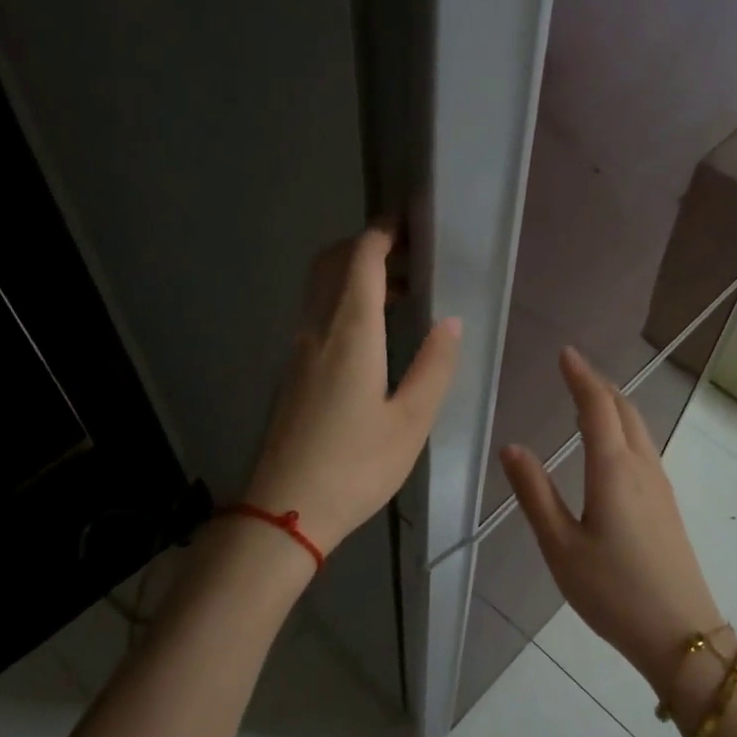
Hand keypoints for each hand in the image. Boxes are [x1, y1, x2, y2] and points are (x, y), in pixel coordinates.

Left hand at [244, 226, 460, 555]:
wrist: (285, 511)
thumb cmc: (356, 467)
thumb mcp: (410, 421)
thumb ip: (434, 366)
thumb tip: (450, 321)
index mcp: (350, 334)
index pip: (361, 260)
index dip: (382, 234)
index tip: (407, 224)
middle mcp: (317, 331)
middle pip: (331, 265)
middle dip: (365, 246)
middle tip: (406, 255)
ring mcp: (298, 352)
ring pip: (321, 290)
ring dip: (354, 276)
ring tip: (399, 295)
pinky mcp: (292, 374)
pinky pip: (317, 316)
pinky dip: (343, 303)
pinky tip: (372, 335)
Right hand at [500, 348, 722, 692]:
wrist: (679, 632)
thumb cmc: (612, 590)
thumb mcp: (560, 546)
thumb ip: (534, 493)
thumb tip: (512, 447)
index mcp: (613, 469)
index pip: (597, 407)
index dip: (581, 377)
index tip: (565, 354)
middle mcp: (642, 467)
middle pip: (624, 410)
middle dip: (599, 385)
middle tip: (574, 370)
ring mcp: (660, 485)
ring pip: (638, 427)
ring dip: (615, 404)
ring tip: (590, 397)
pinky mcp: (666, 504)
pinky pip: (644, 447)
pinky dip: (624, 427)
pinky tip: (612, 445)